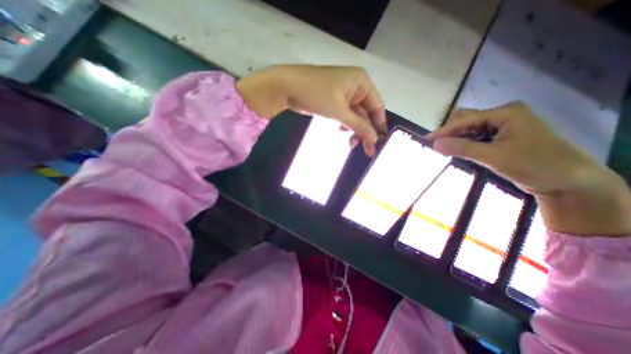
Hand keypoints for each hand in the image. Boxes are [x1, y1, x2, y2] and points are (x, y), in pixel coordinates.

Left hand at [235, 65, 387, 155]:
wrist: (286, 87)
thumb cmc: (315, 95)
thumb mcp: (339, 111)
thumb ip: (358, 125)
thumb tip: (375, 139)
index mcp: (361, 82)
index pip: (377, 106)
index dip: (378, 125)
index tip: (378, 142)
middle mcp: (355, 87)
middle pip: (366, 113)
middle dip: (365, 131)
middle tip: (367, 151)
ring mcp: (343, 94)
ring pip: (354, 116)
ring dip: (353, 130)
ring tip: (350, 143)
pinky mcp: (333, 100)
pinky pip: (344, 115)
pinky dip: (344, 125)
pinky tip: (341, 131)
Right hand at [423, 101, 630, 235]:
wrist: (570, 181)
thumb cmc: (535, 165)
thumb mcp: (495, 157)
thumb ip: (462, 148)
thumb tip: (434, 144)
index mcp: (505, 113)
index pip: (465, 120)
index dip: (444, 131)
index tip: (426, 140)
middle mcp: (503, 115)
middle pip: (467, 120)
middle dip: (450, 132)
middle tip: (437, 146)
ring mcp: (504, 125)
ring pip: (470, 128)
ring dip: (457, 138)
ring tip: (446, 150)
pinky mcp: (503, 137)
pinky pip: (477, 136)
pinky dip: (466, 143)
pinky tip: (460, 151)